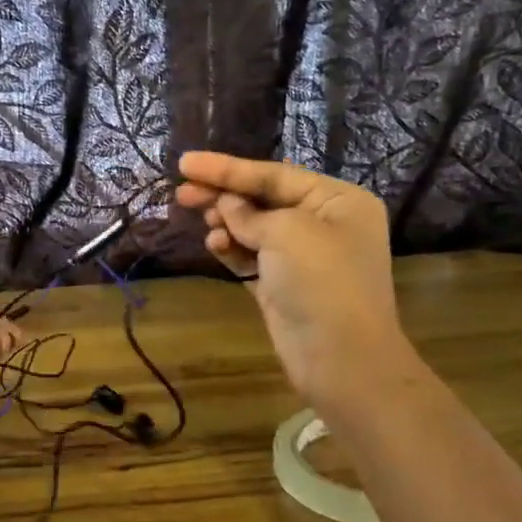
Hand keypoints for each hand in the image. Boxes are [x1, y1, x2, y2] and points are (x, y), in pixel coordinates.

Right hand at [175, 152, 412, 412]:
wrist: (339, 357)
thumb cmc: (321, 281)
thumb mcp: (287, 233)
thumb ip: (250, 213)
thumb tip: (228, 205)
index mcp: (337, 200)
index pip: (275, 174)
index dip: (228, 168)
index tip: (186, 163)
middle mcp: (323, 223)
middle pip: (263, 199)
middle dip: (223, 194)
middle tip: (182, 192)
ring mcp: (303, 257)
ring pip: (254, 228)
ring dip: (227, 222)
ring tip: (203, 220)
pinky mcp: (283, 285)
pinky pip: (252, 257)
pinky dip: (232, 249)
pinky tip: (214, 244)